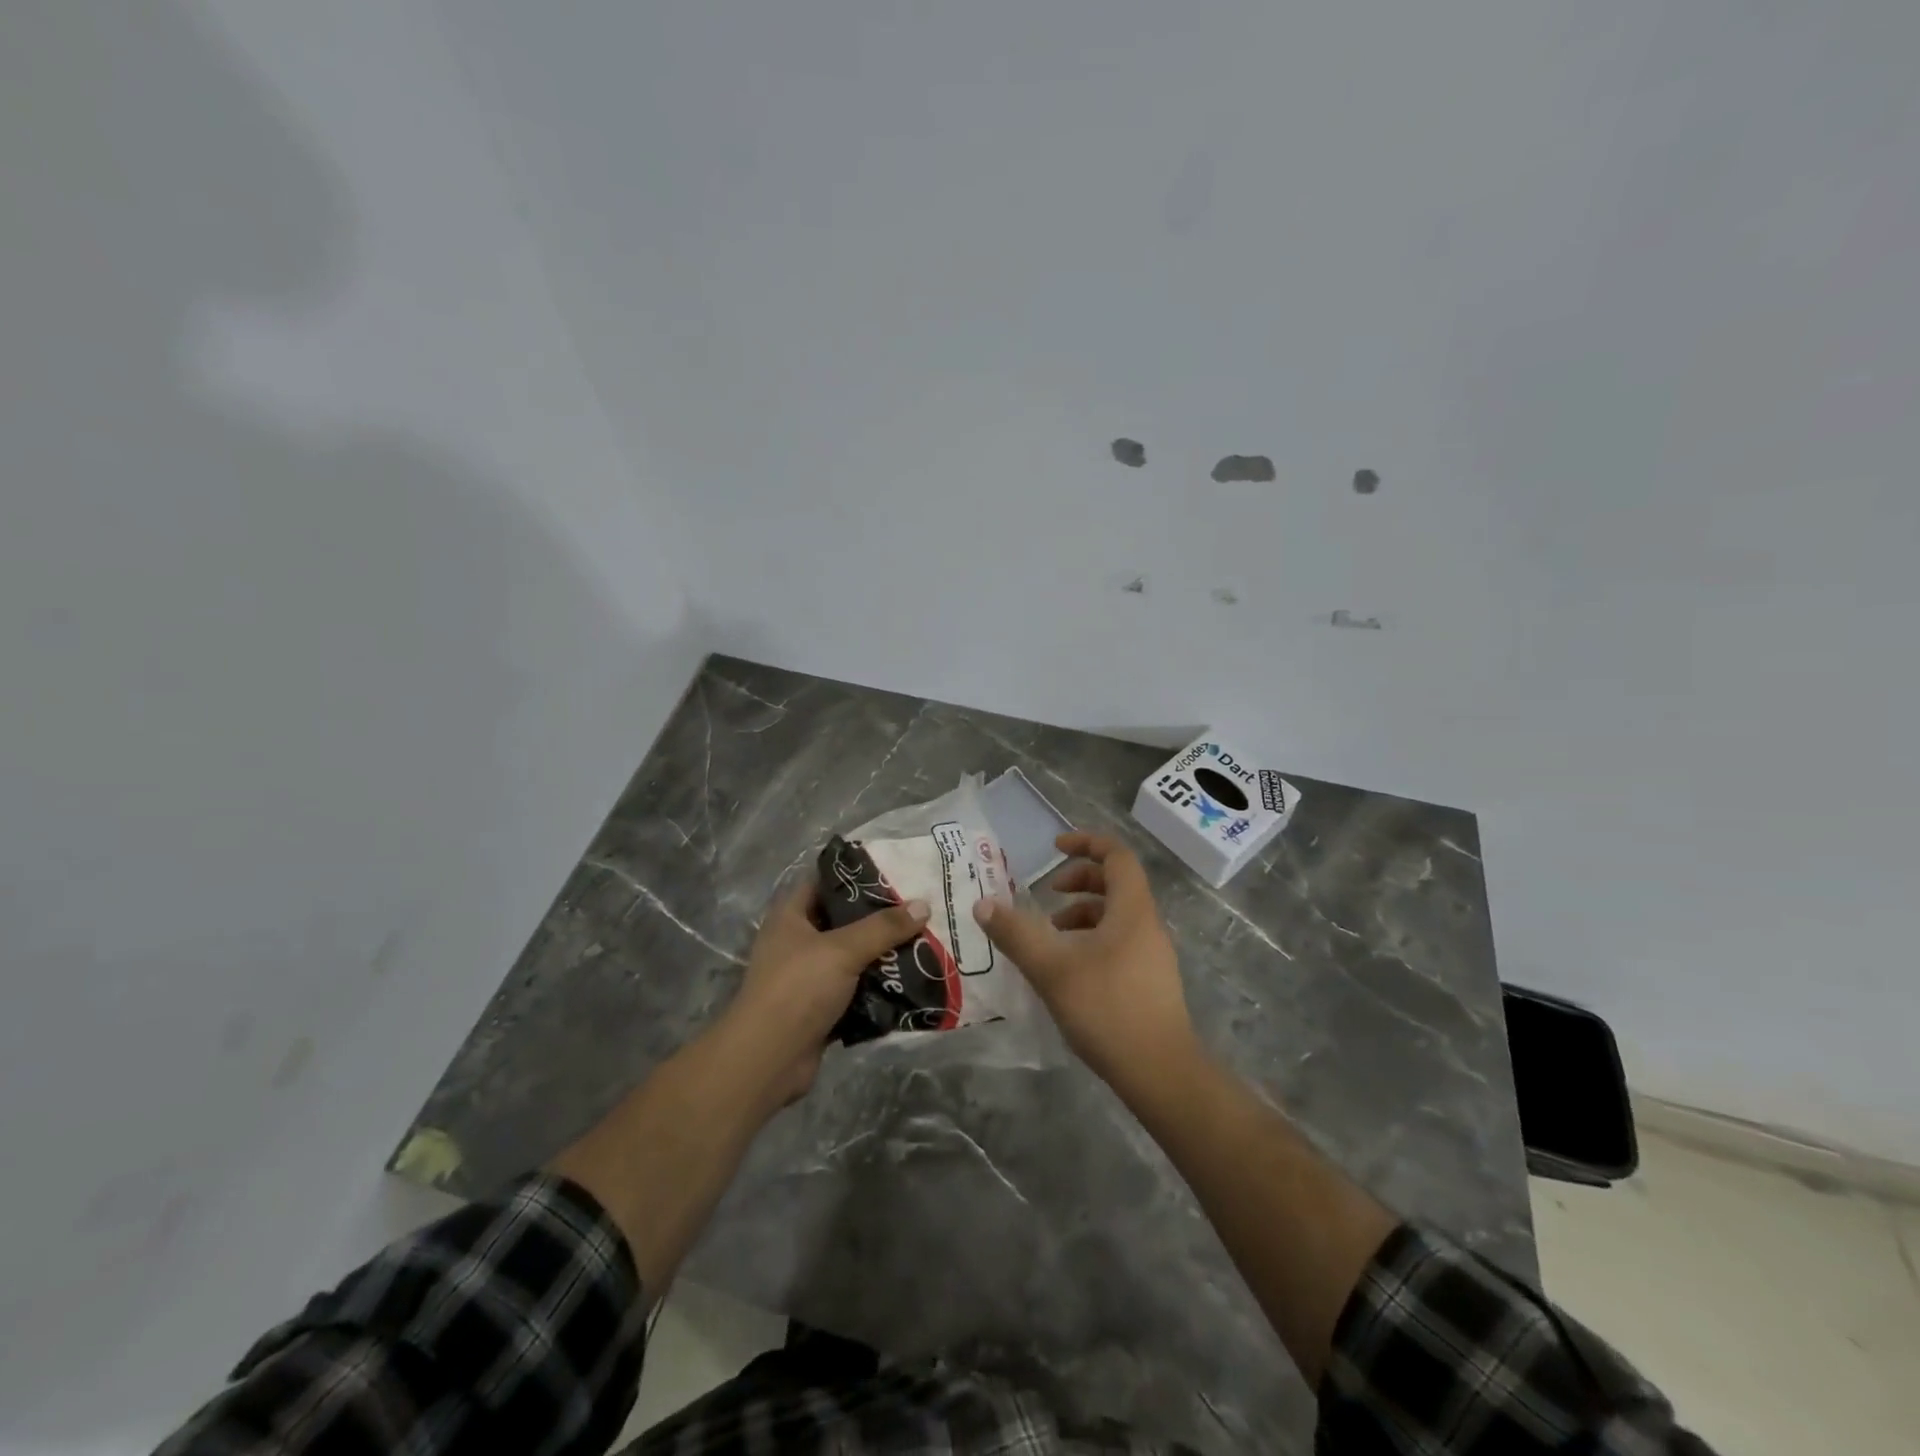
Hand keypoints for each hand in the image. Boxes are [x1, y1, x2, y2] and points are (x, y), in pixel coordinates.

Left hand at [718, 881, 929, 1107]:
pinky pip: (856, 990)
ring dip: (882, 953)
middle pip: (843, 920)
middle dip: (879, 917)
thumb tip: (923, 905)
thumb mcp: (842, 949)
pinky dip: (878, 987)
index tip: (894, 871)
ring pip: (853, 957)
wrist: (768, 1060)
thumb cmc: (798, 988)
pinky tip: (910, 979)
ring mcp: (809, 977)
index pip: (824, 882)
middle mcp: (797, 942)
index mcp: (791, 916)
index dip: (856, 875)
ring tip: (924, 940)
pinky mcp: (821, 1008)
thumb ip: (883, 927)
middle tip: (918, 907)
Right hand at [971, 832, 1196, 1088]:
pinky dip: (1092, 939)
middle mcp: (1147, 924)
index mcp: (1131, 910)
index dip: (1086, 842)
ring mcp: (1153, 955)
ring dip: (1083, 913)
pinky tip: (1069, 969)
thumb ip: (1016, 934)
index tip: (1055, 848)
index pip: (1117, 855)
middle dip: (1080, 879)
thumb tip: (983, 904)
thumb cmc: (1107, 1009)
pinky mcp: (1151, 981)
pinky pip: (1120, 941)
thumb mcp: (1051, 969)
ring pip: (1117, 915)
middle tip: (1048, 893)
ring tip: (1051, 934)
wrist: (1161, 1073)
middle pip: (1116, 883)